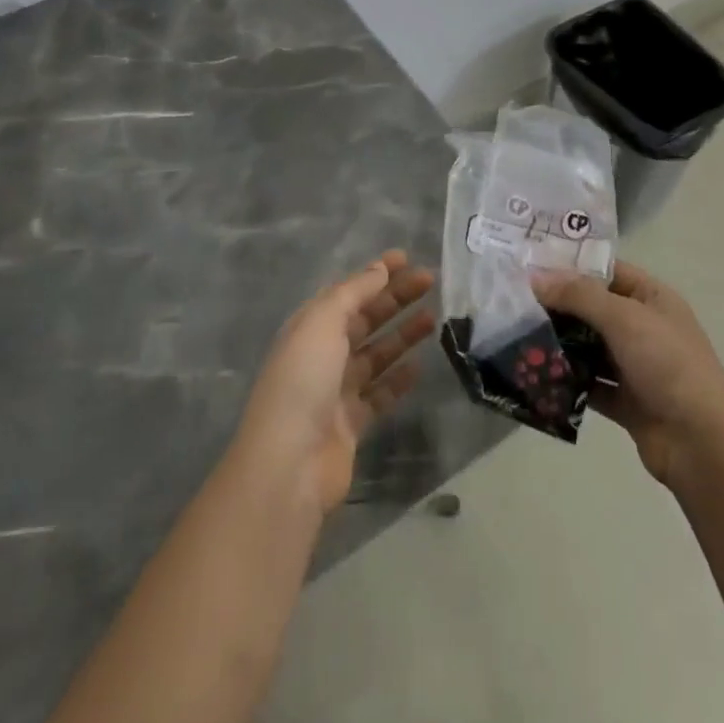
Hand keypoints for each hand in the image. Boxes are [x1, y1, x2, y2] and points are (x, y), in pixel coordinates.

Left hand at [236, 251, 435, 513]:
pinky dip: (398, 378)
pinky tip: (420, 366)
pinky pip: (380, 393)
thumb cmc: (302, 381)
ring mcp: (336, 390)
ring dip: (402, 335)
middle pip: (363, 319)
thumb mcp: (322, 323)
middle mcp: (321, 355)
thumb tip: (379, 270)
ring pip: (375, 354)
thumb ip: (352, 294)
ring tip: (434, 318)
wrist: (289, 463)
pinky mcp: (352, 423)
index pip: (346, 292)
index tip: (406, 258)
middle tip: (429, 281)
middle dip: (394, 298)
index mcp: (309, 327)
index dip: (375, 274)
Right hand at [532, 260, 723, 486]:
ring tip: (515, 337)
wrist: (701, 443)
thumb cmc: (669, 365)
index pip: (607, 271)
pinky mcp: (625, 400)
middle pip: (594, 309)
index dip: (572, 266)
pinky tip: (535, 376)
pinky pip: (589, 383)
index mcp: (653, 298)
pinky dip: (566, 380)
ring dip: (559, 344)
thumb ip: (579, 296)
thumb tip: (536, 277)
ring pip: (588, 347)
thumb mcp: (624, 318)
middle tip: (512, 303)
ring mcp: (635, 365)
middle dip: (558, 307)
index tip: (530, 266)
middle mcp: (644, 327)